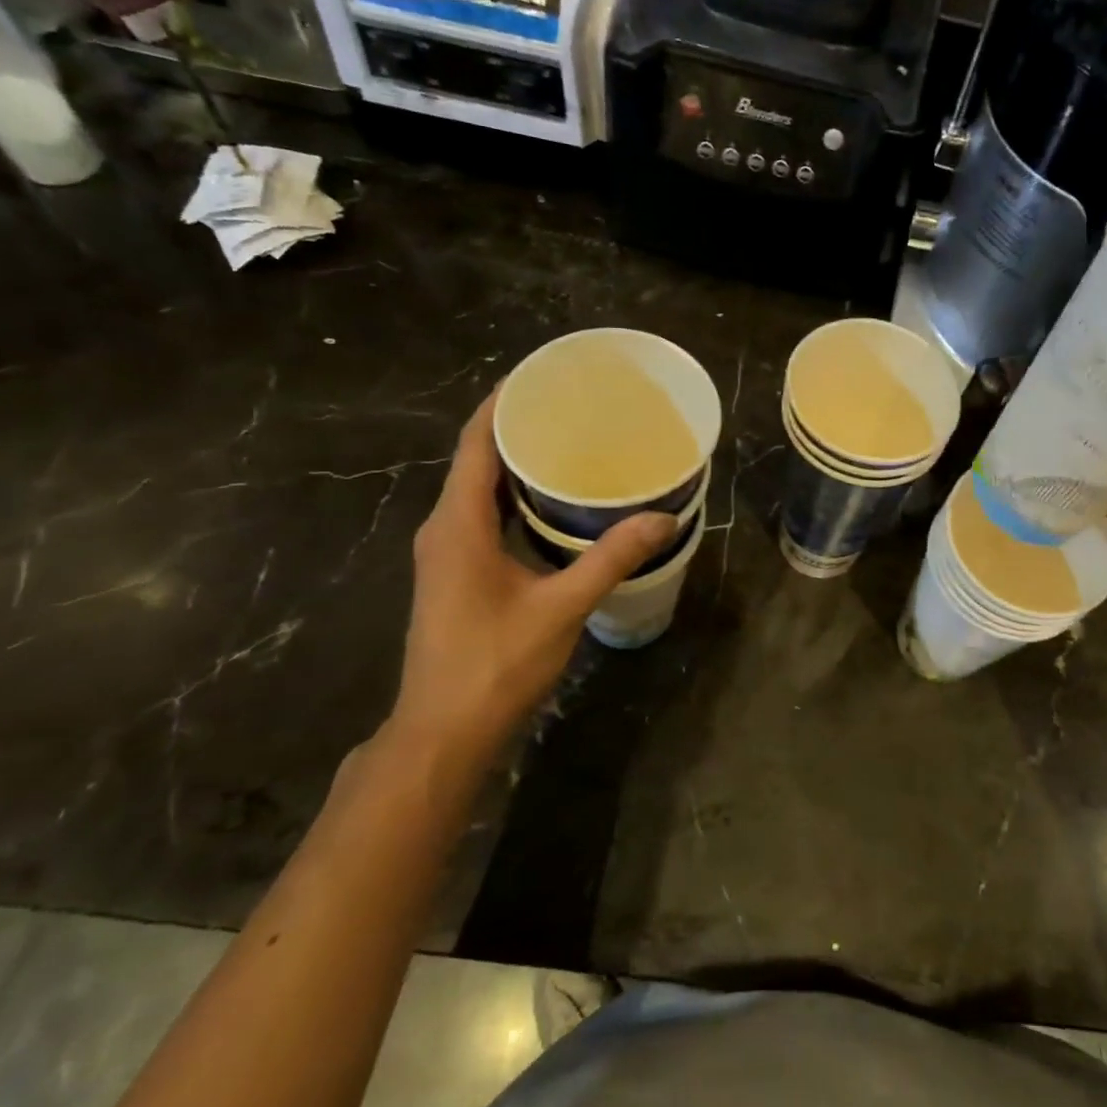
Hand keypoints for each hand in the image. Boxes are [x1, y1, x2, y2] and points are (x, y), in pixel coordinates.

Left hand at [385, 387, 675, 763]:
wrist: (443, 731)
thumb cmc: (495, 664)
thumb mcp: (561, 608)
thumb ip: (610, 559)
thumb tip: (663, 519)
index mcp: (458, 523)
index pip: (475, 442)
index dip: (503, 403)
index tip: (542, 375)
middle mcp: (444, 528)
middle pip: (476, 460)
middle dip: (518, 428)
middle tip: (572, 407)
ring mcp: (446, 553)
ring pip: (479, 491)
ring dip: (516, 465)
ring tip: (570, 445)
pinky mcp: (455, 574)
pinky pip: (483, 517)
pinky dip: (514, 499)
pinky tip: (553, 505)